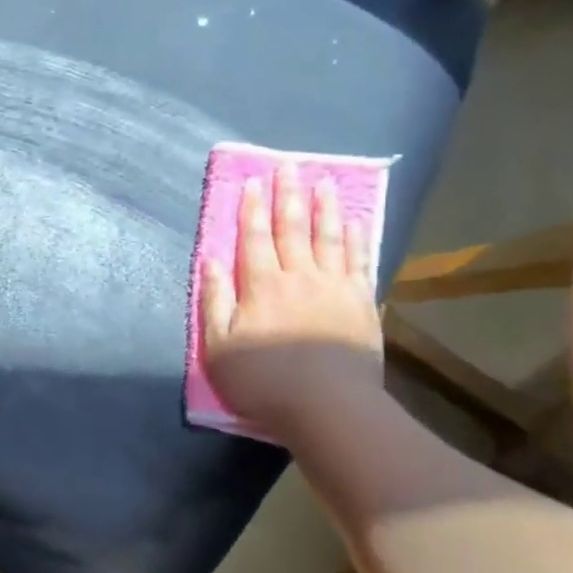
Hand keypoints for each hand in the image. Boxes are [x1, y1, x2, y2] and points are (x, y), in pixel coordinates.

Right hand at [200, 164, 384, 441]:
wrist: (329, 407)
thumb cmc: (263, 380)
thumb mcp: (218, 347)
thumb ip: (214, 300)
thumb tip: (210, 261)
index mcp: (261, 285)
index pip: (253, 237)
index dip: (251, 208)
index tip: (253, 180)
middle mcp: (299, 276)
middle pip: (292, 228)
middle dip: (288, 195)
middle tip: (289, 164)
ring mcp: (335, 287)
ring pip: (329, 237)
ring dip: (325, 207)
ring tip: (324, 181)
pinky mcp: (361, 303)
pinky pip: (359, 262)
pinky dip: (356, 239)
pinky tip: (355, 222)